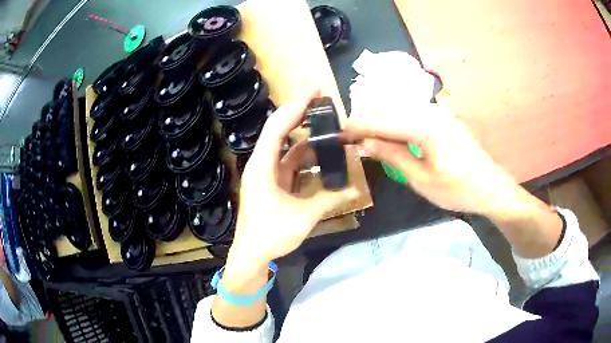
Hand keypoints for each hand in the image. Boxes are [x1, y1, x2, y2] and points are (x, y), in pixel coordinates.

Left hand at [225, 91, 358, 274]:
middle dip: (299, 113)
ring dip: (304, 135)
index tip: (314, 92)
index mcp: (262, 166)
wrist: (251, 254)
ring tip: (326, 125)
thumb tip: (355, 188)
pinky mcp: (271, 183)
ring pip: (285, 146)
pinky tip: (319, 152)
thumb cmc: (270, 235)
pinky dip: (303, 155)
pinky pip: (288, 162)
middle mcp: (261, 164)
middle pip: (279, 130)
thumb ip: (330, 199)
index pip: (277, 127)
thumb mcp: (303, 216)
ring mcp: (266, 173)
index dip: (296, 107)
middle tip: (322, 100)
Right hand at [343, 103, 519, 215]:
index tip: (341, 132)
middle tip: (354, 139)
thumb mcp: (420, 178)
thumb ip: (392, 156)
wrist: (490, 188)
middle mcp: (431, 112)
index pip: (383, 122)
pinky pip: (417, 118)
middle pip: (392, 114)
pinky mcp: (447, 120)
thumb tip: (365, 143)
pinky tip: (396, 138)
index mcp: (424, 125)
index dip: (360, 127)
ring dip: (386, 126)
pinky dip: (402, 127)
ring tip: (370, 139)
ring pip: (404, 114)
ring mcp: (441, 114)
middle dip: (371, 125)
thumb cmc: (456, 188)